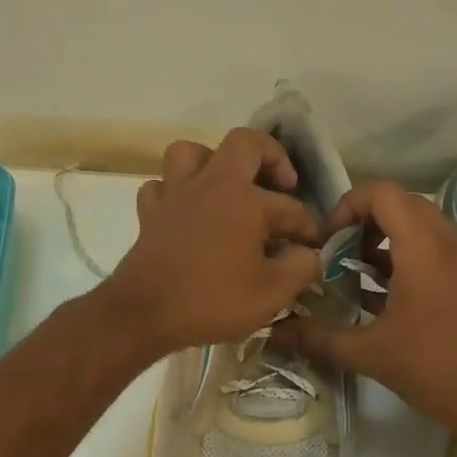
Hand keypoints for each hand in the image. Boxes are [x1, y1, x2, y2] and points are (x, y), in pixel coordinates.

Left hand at [101, 129, 323, 355]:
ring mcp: (176, 194)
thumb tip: (310, 254)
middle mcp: (211, 184)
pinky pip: (162, 186)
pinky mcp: (150, 212)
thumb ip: (300, 268)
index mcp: (245, 200)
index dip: (308, 228)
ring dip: (213, 163)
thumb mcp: (272, 294)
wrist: (144, 313)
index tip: (313, 249)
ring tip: (228, 188)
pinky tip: (188, 211)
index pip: (290, 208)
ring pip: (191, 152)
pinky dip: (176, 192)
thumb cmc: (211, 301)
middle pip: (244, 143)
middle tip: (282, 185)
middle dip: (271, 156)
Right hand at [277, 180, 456, 431]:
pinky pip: (439, 246)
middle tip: (342, 252)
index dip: (347, 205)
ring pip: (422, 224)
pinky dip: (411, 254)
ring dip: (388, 238)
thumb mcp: (370, 354)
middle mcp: (448, 240)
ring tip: (362, 273)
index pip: (381, 192)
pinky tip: (392, 296)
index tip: (328, 240)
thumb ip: (320, 338)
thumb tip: (277, 333)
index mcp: (423, 246)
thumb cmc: (435, 367)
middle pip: (401, 203)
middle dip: (365, 220)